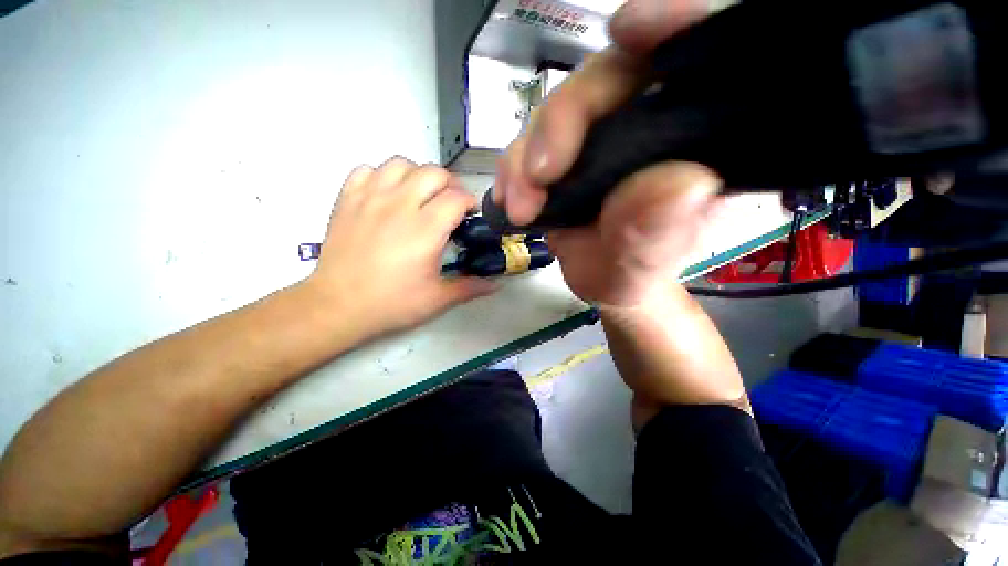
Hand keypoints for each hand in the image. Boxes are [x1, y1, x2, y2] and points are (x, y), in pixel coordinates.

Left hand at [305, 158, 495, 341]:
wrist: (338, 306)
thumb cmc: (392, 303)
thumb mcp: (438, 299)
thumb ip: (471, 287)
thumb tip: (495, 284)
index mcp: (426, 229)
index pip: (457, 197)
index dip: (469, 202)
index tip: (470, 215)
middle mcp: (400, 205)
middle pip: (433, 172)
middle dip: (449, 184)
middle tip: (450, 203)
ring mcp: (370, 198)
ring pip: (400, 163)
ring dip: (417, 175)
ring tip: (420, 195)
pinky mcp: (347, 200)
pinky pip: (366, 170)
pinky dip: (381, 176)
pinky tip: (387, 195)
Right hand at [494, 0, 719, 306]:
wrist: (600, 283)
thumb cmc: (632, 276)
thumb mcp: (644, 267)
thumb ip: (657, 236)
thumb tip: (678, 185)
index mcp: (697, 142)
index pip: (705, 57)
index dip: (676, 26)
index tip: (631, 30)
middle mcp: (652, 124)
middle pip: (611, 76)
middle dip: (564, 119)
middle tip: (540, 175)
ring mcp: (604, 134)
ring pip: (560, 108)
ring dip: (528, 154)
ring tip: (521, 204)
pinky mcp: (567, 151)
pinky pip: (532, 140)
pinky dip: (515, 166)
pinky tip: (511, 197)